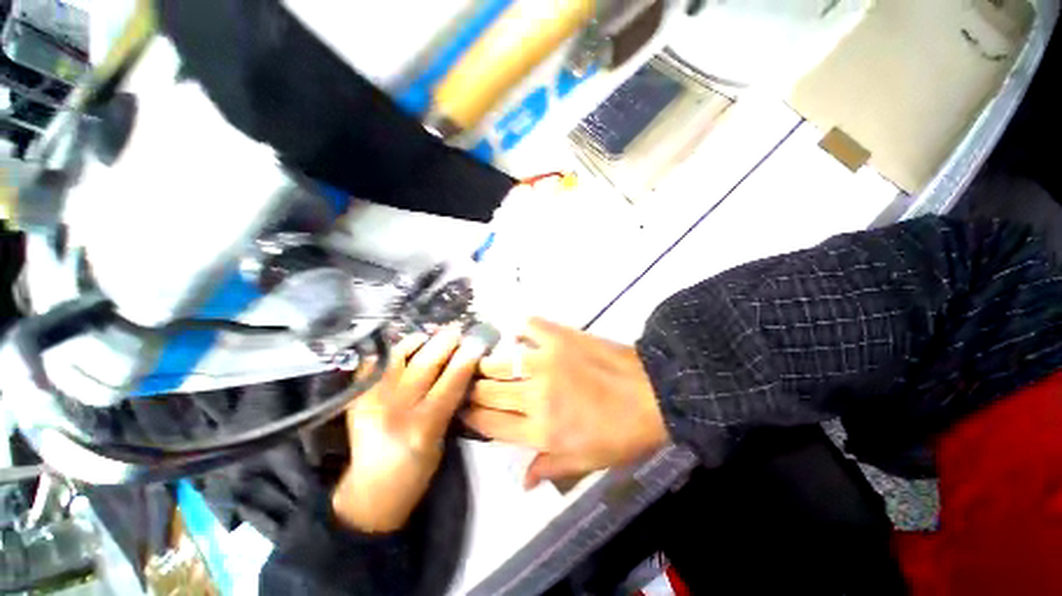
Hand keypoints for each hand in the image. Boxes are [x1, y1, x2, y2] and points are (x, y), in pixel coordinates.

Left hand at [332, 325, 486, 532]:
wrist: (371, 491)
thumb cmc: (417, 470)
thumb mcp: (442, 438)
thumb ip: (450, 401)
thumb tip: (462, 367)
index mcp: (423, 426)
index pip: (451, 381)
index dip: (467, 358)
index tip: (477, 342)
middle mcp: (395, 409)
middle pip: (425, 363)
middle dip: (446, 341)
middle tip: (457, 331)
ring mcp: (371, 399)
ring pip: (399, 356)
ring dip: (420, 340)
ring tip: (433, 334)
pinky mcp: (357, 396)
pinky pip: (378, 362)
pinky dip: (394, 350)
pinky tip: (407, 347)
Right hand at [464, 318, 667, 487]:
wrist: (651, 392)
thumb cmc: (621, 433)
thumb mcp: (587, 461)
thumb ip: (550, 468)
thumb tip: (522, 481)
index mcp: (541, 431)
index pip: (491, 425)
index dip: (472, 418)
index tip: (463, 410)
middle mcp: (535, 395)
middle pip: (488, 392)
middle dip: (472, 391)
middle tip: (467, 385)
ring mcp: (545, 361)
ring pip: (500, 362)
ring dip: (487, 363)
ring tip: (482, 362)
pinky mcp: (558, 337)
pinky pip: (528, 327)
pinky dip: (520, 329)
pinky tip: (518, 334)